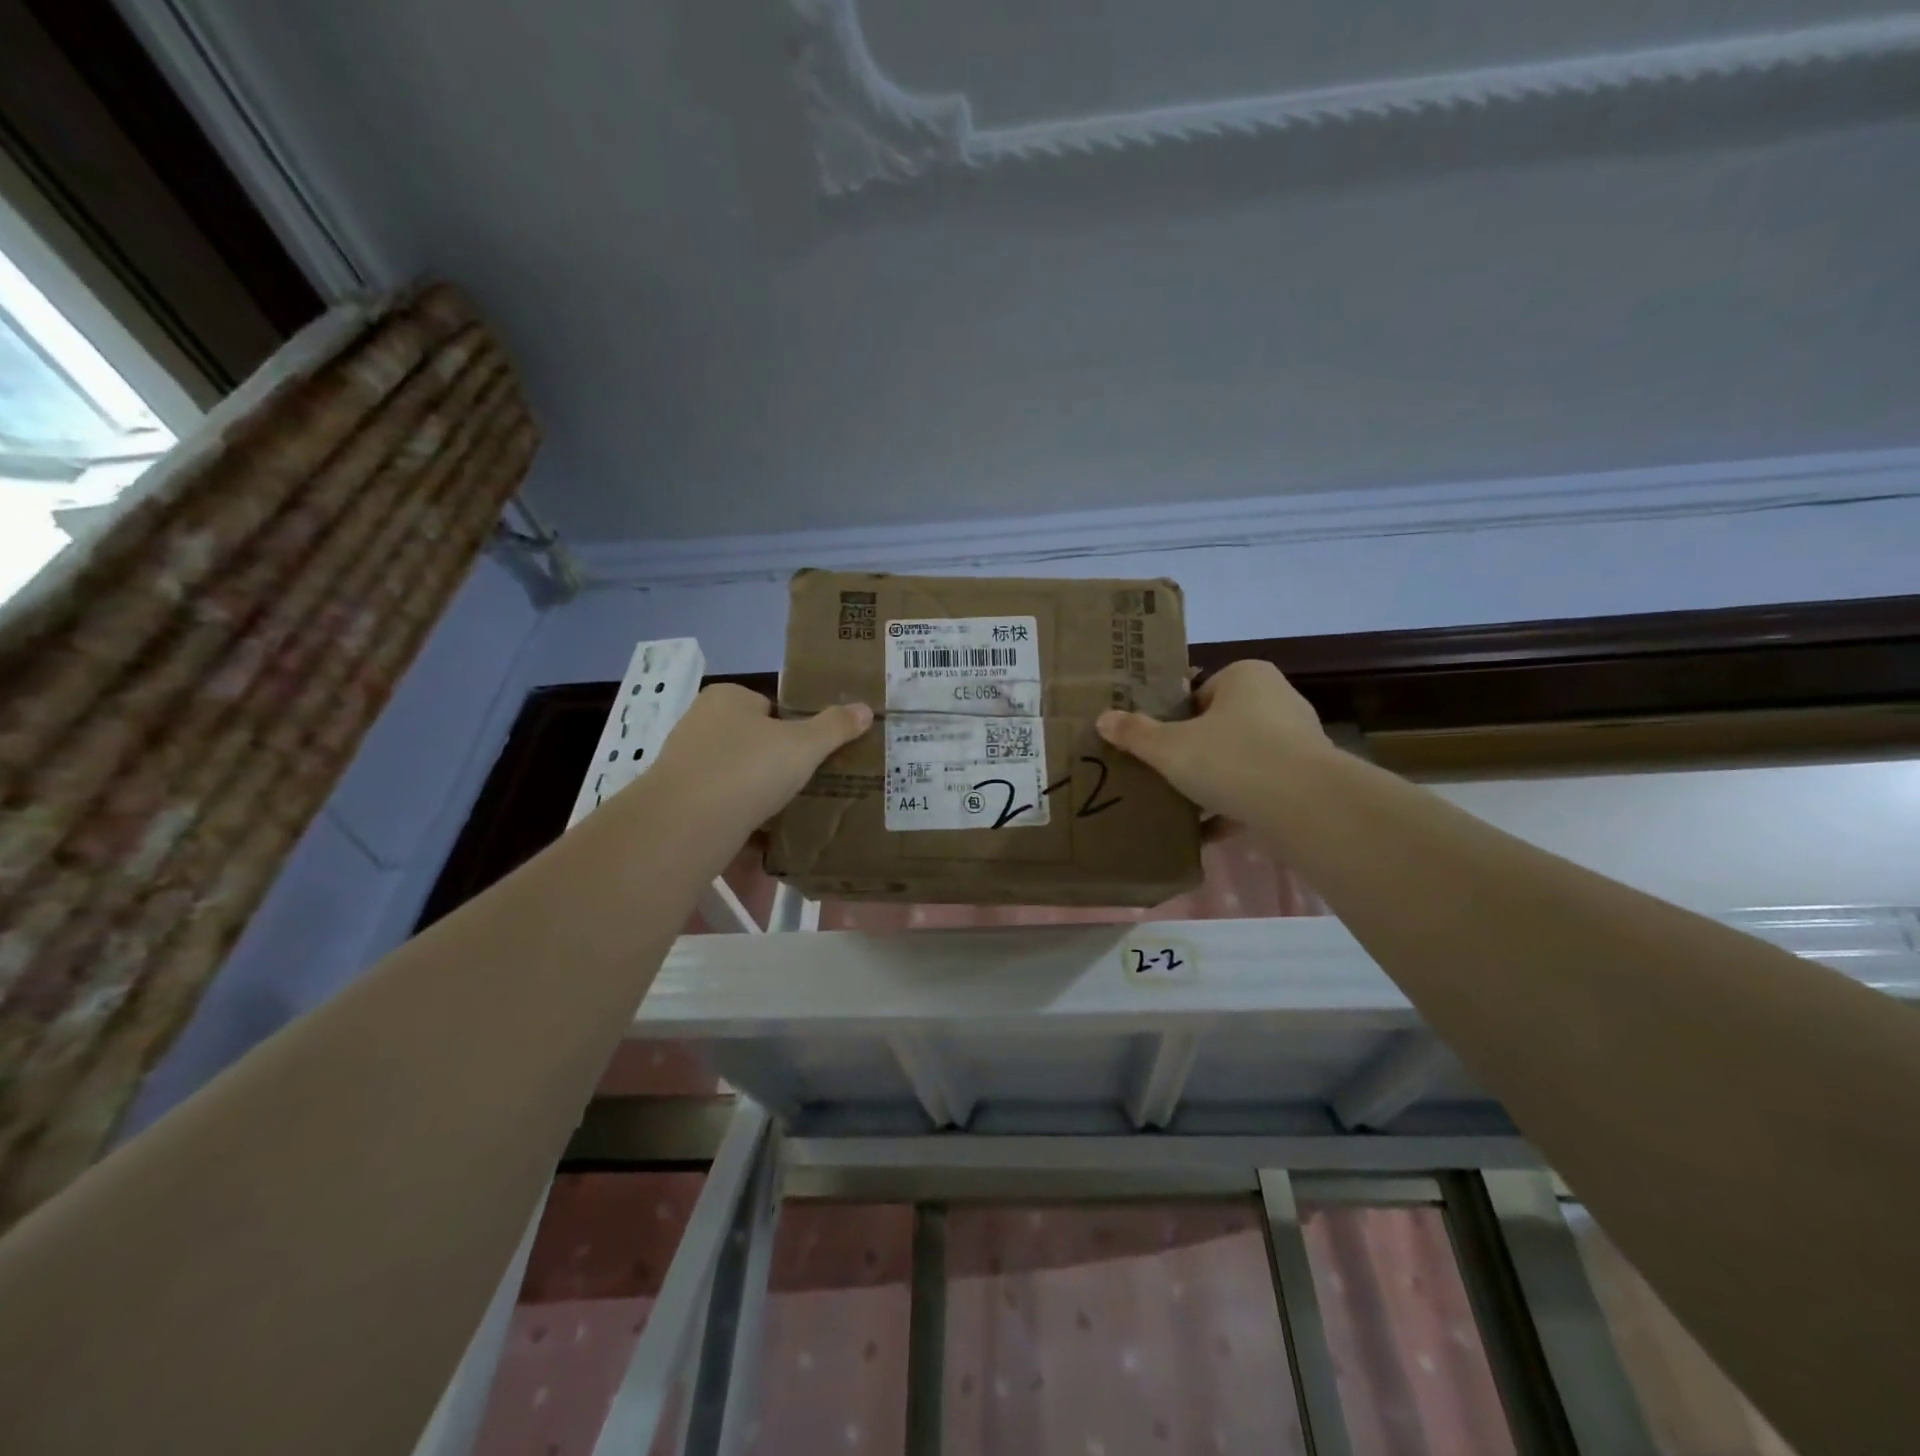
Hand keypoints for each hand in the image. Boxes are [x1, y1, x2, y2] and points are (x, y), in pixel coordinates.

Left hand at [645, 685, 871, 833]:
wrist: (686, 823)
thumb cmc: (749, 768)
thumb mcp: (804, 745)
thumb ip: (835, 727)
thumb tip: (865, 708)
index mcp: (727, 697)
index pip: (768, 706)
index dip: (793, 728)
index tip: (812, 754)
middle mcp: (699, 722)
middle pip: (751, 742)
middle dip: (774, 765)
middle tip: (805, 785)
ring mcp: (684, 763)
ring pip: (734, 777)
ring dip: (756, 796)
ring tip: (788, 816)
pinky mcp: (676, 801)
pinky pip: (719, 807)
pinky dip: (739, 822)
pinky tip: (761, 843)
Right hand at [1095, 661, 1333, 820]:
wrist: (1304, 806)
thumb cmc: (1231, 758)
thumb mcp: (1169, 747)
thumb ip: (1136, 733)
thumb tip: (1103, 718)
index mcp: (1246, 677)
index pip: (1200, 692)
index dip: (1175, 718)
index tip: (1156, 744)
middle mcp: (1277, 701)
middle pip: (1221, 725)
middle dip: (1194, 751)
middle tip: (1164, 772)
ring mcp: (1297, 742)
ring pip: (1241, 760)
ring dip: (1214, 782)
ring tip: (1180, 804)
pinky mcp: (1307, 781)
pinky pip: (1259, 790)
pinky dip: (1234, 808)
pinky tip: (1205, 833)